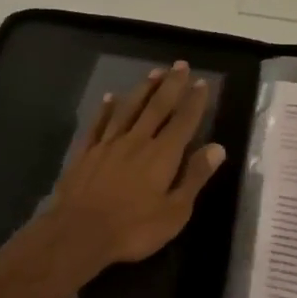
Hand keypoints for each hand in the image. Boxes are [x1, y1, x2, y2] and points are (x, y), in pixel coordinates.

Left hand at [47, 61, 226, 271]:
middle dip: (171, 85)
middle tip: (180, 64)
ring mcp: (108, 144)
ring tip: (153, 72)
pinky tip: (110, 97)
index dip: (194, 101)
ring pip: (129, 109)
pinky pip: (99, 124)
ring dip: (142, 90)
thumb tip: (217, 148)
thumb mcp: (175, 211)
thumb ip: (194, 176)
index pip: (183, 121)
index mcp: (162, 154)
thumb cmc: (133, 228)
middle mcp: (137, 140)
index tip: (201, 82)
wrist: (79, 233)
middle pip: (157, 107)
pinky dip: (106, 109)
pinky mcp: (86, 152)